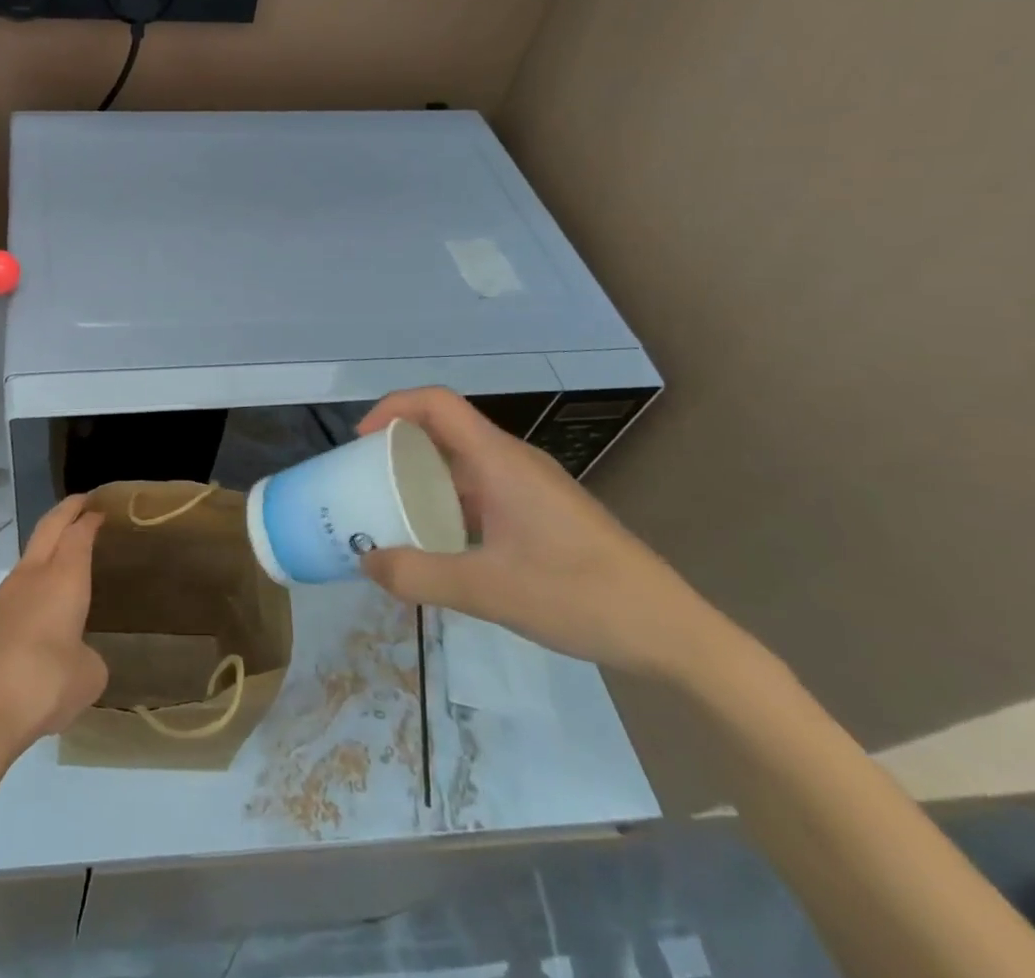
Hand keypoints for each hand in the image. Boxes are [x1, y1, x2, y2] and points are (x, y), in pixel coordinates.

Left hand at [0, 496, 107, 759]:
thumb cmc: (45, 684)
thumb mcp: (89, 676)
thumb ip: (88, 657)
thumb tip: (76, 657)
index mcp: (63, 578)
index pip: (78, 533)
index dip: (89, 519)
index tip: (99, 510)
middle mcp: (31, 577)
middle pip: (48, 528)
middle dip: (66, 511)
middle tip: (81, 503)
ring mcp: (0, 597)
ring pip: (26, 560)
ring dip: (44, 552)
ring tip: (60, 566)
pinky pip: (11, 595)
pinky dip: (27, 592)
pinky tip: (34, 619)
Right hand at [356, 388, 731, 680]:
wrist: (673, 632)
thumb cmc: (580, 595)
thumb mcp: (488, 591)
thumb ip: (418, 576)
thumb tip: (364, 562)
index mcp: (500, 461)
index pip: (436, 403)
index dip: (392, 408)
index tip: (361, 442)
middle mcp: (513, 462)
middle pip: (444, 430)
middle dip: (398, 446)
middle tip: (364, 480)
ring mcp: (531, 487)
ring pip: (463, 463)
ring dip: (423, 477)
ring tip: (391, 512)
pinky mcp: (542, 513)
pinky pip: (481, 490)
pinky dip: (448, 502)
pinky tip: (440, 544)